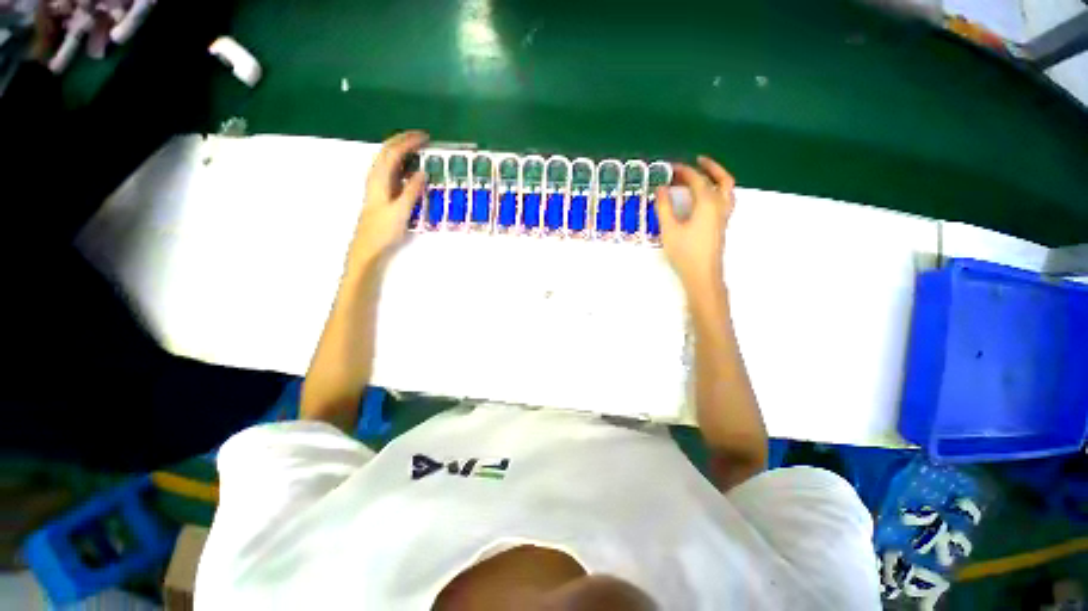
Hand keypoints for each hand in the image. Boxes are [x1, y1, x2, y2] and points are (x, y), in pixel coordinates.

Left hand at [348, 130, 428, 267]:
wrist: (368, 246)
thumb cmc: (383, 230)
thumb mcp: (401, 211)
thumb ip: (411, 191)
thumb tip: (422, 172)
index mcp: (379, 178)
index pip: (393, 152)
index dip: (408, 141)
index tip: (425, 137)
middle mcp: (375, 177)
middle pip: (387, 151)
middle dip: (404, 140)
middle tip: (422, 138)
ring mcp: (377, 184)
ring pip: (388, 159)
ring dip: (401, 150)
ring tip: (417, 148)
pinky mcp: (381, 192)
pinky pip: (391, 170)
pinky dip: (401, 163)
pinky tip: (410, 168)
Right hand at [656, 156, 735, 291]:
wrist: (702, 275)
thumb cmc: (685, 252)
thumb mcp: (670, 229)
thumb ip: (664, 207)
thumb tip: (661, 188)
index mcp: (708, 204)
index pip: (698, 180)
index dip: (684, 171)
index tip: (671, 167)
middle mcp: (720, 206)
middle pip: (721, 180)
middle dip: (709, 167)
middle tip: (697, 161)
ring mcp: (723, 217)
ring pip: (727, 190)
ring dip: (718, 178)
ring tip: (705, 175)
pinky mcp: (722, 225)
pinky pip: (725, 200)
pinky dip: (717, 191)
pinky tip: (705, 198)